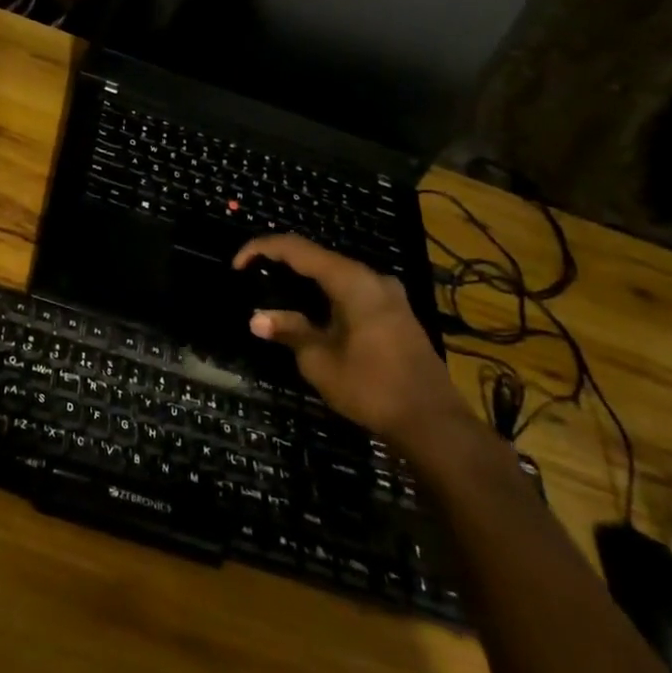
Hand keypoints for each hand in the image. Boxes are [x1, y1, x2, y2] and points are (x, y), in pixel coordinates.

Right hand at [234, 234, 464, 447]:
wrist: (434, 423)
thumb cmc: (372, 387)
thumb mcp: (320, 361)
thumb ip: (289, 331)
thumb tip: (257, 318)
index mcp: (352, 281)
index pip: (296, 248)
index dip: (261, 249)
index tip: (236, 265)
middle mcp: (372, 278)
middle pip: (317, 257)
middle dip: (281, 262)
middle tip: (252, 276)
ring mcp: (388, 294)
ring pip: (335, 273)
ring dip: (303, 278)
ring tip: (274, 291)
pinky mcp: (395, 312)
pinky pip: (350, 289)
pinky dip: (323, 292)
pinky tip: (309, 310)